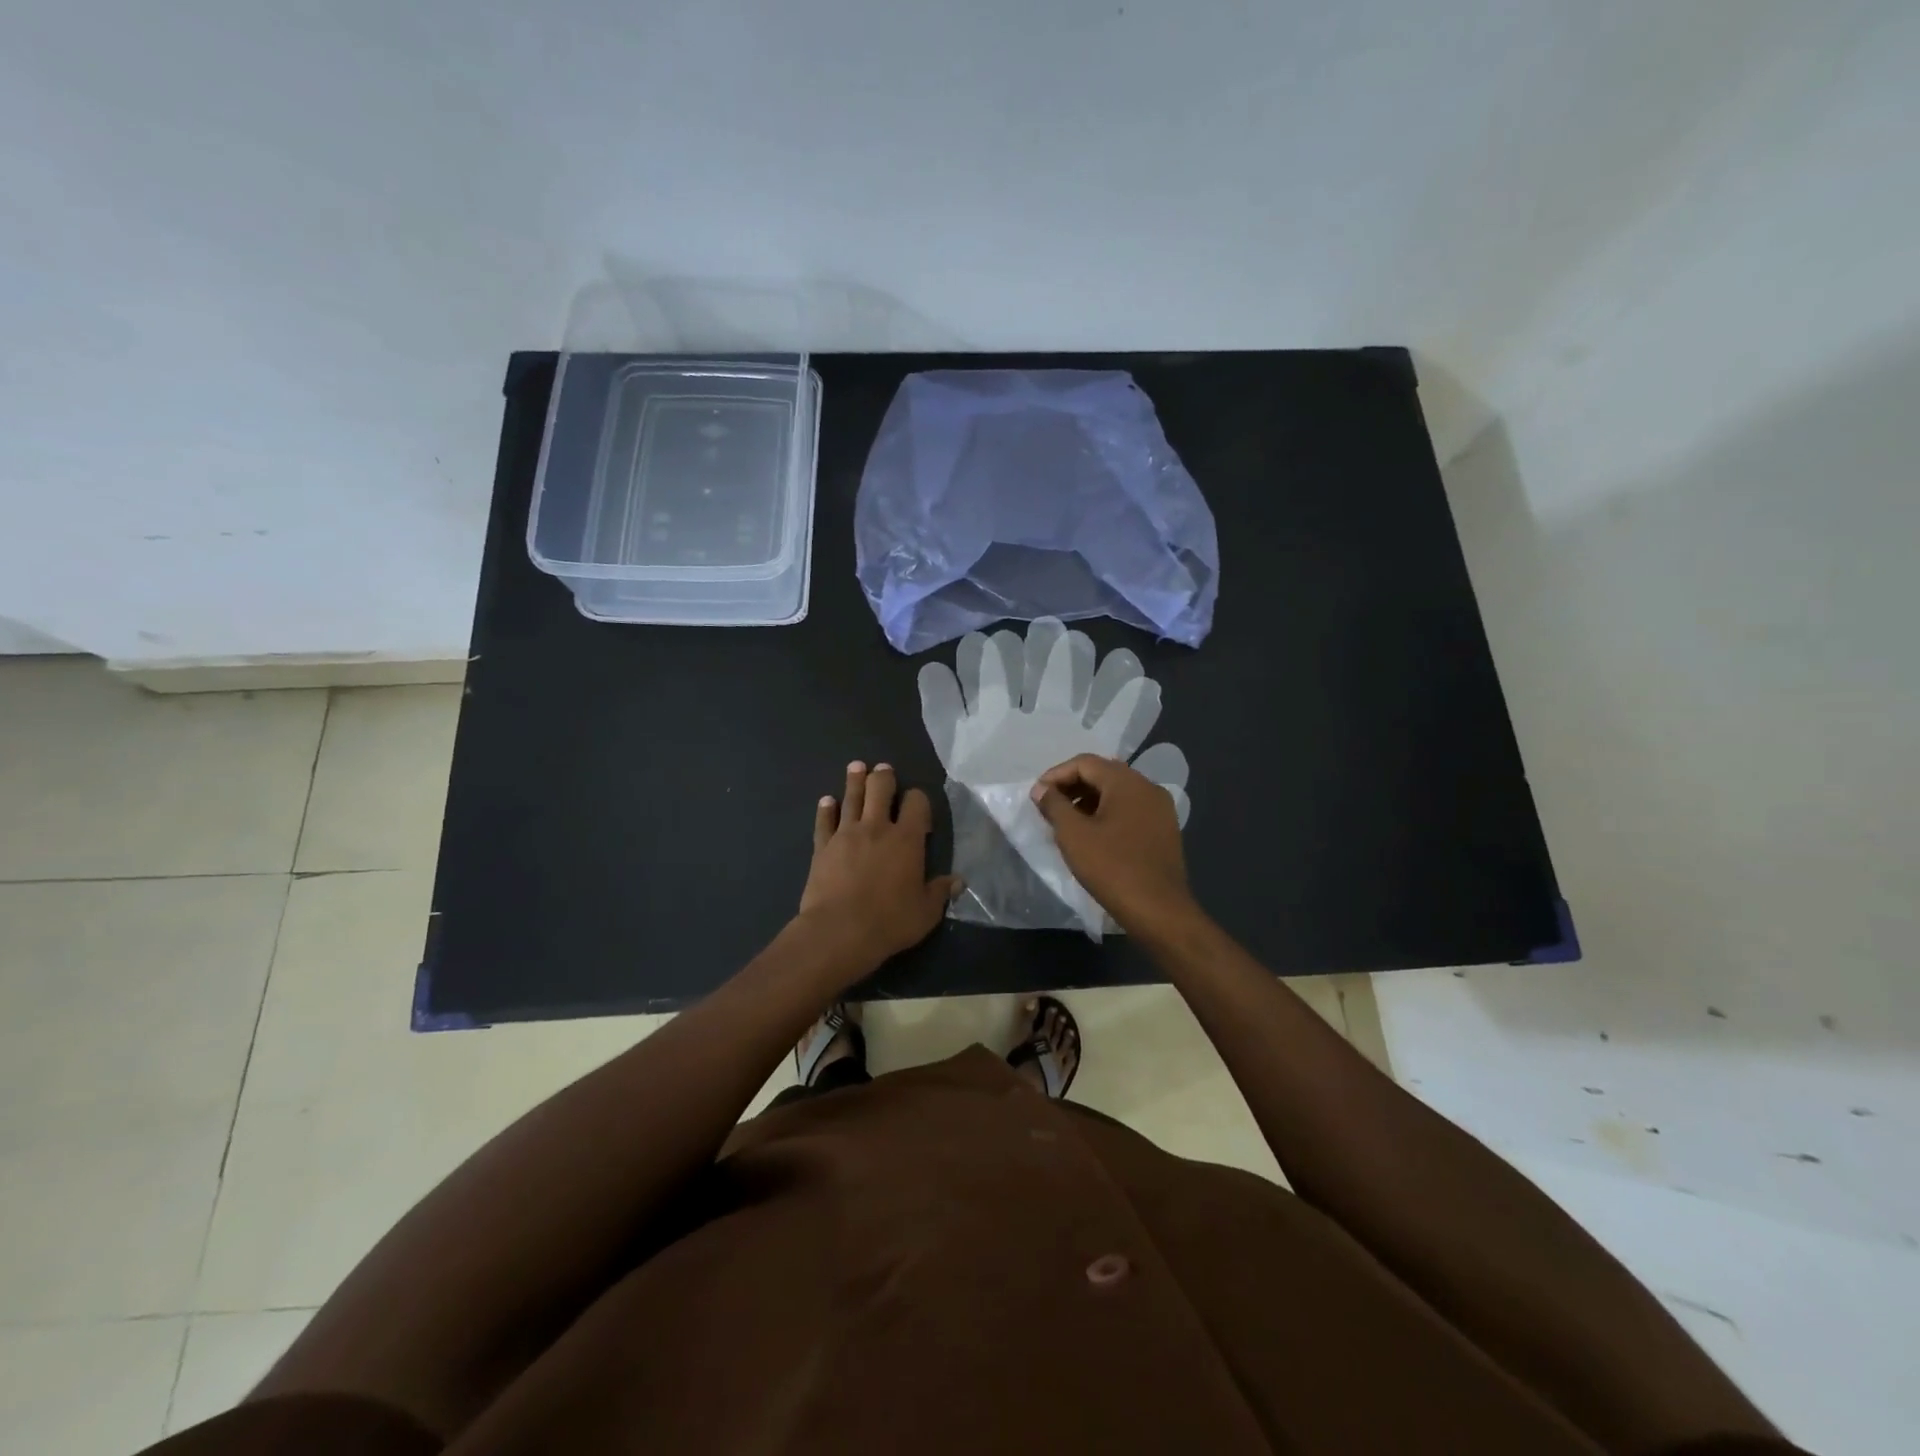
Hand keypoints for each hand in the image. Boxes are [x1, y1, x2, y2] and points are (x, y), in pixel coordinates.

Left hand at [797, 761, 961, 976]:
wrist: (839, 931)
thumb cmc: (889, 921)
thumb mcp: (925, 912)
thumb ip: (940, 892)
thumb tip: (959, 881)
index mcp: (907, 839)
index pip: (917, 803)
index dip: (918, 798)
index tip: (917, 805)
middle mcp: (877, 827)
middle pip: (880, 789)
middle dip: (883, 776)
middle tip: (883, 769)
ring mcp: (846, 834)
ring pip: (852, 798)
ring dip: (855, 781)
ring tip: (857, 767)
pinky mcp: (823, 847)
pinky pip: (824, 821)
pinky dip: (826, 809)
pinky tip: (826, 801)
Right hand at [1031, 754, 1198, 936]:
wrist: (1159, 910)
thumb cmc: (1112, 868)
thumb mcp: (1073, 835)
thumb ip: (1054, 805)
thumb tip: (1041, 788)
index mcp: (1127, 782)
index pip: (1085, 763)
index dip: (1056, 775)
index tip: (1037, 796)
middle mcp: (1148, 787)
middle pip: (1103, 774)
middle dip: (1073, 786)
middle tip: (1049, 807)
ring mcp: (1160, 809)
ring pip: (1118, 792)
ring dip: (1089, 800)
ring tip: (1067, 823)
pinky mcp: (1165, 829)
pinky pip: (1131, 809)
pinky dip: (1108, 813)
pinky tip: (1093, 835)